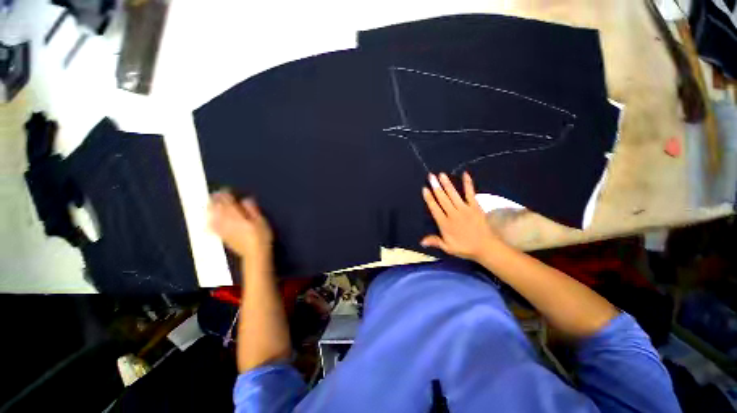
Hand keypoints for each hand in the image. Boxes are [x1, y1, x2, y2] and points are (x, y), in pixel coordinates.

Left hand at [209, 191, 272, 265]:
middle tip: (215, 194)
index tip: (226, 189)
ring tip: (210, 204)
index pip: (228, 203)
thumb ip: (252, 209)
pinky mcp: (223, 237)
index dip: (226, 195)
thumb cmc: (261, 236)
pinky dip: (210, 221)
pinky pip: (213, 227)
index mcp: (237, 216)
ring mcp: (223, 230)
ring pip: (213, 216)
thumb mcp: (261, 221)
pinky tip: (208, 220)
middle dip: (215, 200)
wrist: (255, 254)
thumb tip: (246, 199)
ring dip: (211, 209)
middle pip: (218, 208)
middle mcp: (227, 221)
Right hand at [421, 172, 504, 261]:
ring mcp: (465, 209)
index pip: (434, 208)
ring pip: (453, 194)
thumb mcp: (448, 247)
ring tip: (441, 174)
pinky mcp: (475, 207)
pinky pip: (470, 193)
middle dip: (436, 187)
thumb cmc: (465, 248)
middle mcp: (453, 214)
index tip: (425, 189)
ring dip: (447, 184)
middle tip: (430, 176)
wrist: (486, 247)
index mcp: (445, 224)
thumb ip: (435, 241)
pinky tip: (465, 174)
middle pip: (442, 199)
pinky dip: (468, 184)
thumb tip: (421, 241)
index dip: (429, 198)